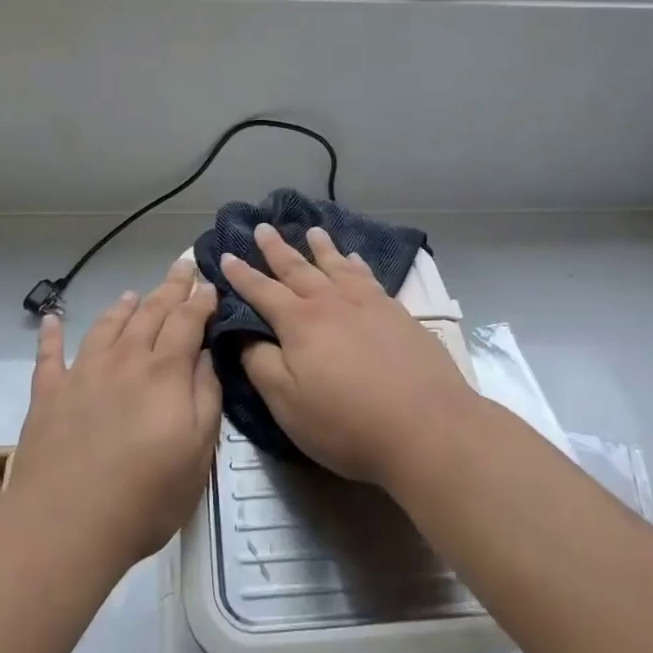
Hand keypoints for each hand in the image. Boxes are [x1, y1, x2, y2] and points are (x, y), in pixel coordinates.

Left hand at [7, 258, 220, 571]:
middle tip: (182, 266)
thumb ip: (206, 397)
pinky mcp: (48, 394)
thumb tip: (207, 355)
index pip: (187, 321)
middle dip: (170, 288)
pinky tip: (52, 318)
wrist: (66, 524)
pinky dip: (51, 333)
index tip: (210, 284)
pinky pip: (49, 355)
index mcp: (164, 372)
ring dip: (122, 307)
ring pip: (106, 326)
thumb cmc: (145, 495)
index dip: (200, 300)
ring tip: (132, 293)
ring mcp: (82, 373)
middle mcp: (124, 360)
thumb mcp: (198, 452)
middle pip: (150, 313)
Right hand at [222, 224, 474, 487]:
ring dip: (320, 247)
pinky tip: (356, 259)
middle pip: (298, 268)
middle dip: (276, 249)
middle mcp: (330, 302)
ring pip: (336, 266)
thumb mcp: (288, 403)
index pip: (262, 291)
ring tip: (312, 230)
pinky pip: (369, 277)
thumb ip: (261, 365)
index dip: (241, 275)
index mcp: (299, 322)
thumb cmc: (347, 422)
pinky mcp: (397, 313)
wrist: (426, 426)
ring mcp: (367, 304)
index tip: (226, 256)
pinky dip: (357, 264)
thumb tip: (243, 335)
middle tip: (263, 227)